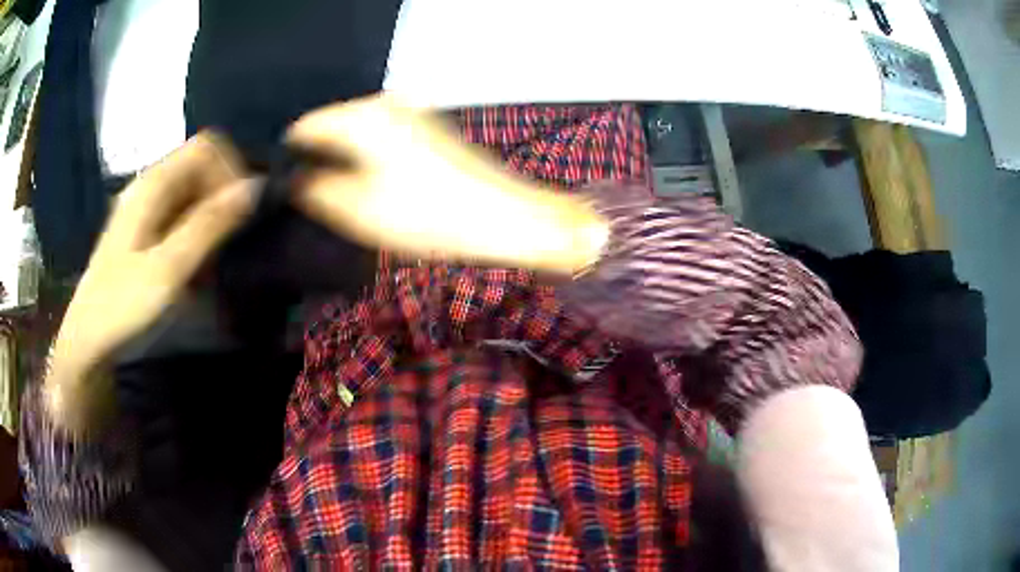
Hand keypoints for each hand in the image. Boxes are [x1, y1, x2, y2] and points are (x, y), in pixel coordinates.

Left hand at [46, 133, 256, 431]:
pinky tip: (195, 266)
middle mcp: (148, 186)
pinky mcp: (143, 231)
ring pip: (192, 192)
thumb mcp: (168, 268)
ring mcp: (144, 208)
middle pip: (200, 166)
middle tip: (229, 242)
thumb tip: (255, 187)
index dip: (230, 171)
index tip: (241, 214)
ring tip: (213, 260)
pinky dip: (196, 233)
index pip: (206, 147)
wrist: (87, 342)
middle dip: (222, 197)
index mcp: (152, 184)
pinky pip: (180, 215)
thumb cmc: (123, 306)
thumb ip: (208, 225)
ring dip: (211, 219)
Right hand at [287, 95, 608, 273]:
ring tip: (345, 196)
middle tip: (316, 198)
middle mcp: (385, 102)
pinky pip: (383, 136)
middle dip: (319, 158)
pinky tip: (377, 184)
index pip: (305, 126)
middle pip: (332, 125)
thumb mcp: (357, 209)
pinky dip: (371, 156)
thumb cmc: (426, 214)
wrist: (502, 216)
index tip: (286, 187)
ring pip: (358, 131)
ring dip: (345, 159)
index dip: (290, 156)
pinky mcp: (429, 126)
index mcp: (362, 115)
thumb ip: (315, 190)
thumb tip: (295, 179)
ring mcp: (411, 111)